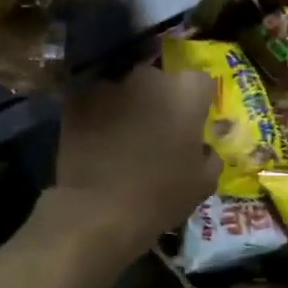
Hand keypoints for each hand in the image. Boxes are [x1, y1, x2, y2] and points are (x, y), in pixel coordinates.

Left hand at [51, 64, 219, 255]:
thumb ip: (209, 155)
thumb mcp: (204, 182)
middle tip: (156, 130)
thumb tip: (201, 147)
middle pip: (160, 80)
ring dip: (128, 105)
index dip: (197, 103)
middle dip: (160, 99)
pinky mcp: (77, 98)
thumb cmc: (161, 196)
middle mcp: (150, 76)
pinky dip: (98, 114)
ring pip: (125, 88)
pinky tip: (97, 140)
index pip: (201, 83)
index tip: (192, 124)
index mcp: (187, 92)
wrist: (99, 210)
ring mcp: (110, 84)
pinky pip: (95, 100)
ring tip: (123, 137)